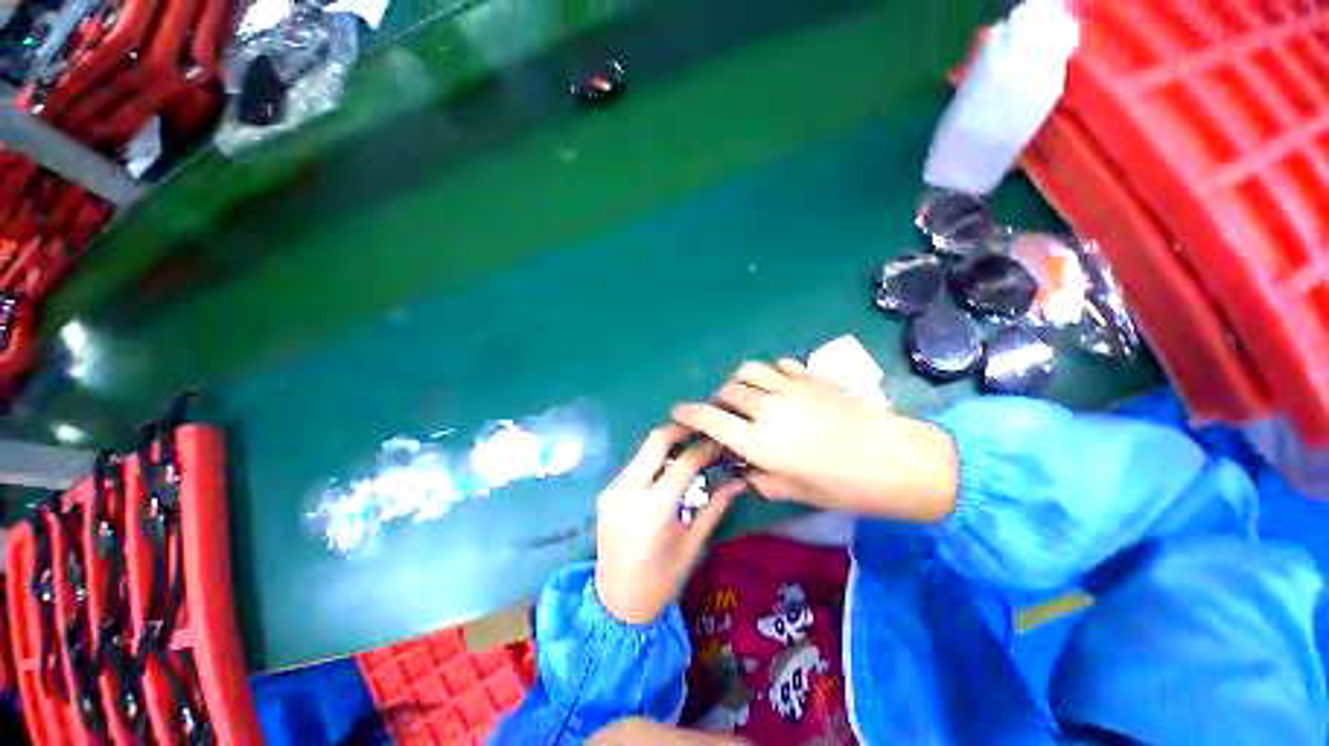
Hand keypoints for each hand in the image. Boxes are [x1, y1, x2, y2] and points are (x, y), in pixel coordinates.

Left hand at [595, 425, 743, 624]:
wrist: (615, 605)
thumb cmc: (661, 582)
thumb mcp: (693, 545)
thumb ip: (715, 508)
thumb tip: (740, 481)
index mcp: (653, 510)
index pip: (684, 462)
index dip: (705, 448)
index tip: (720, 442)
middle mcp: (628, 492)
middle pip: (655, 441)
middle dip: (681, 429)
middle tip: (701, 431)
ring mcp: (612, 490)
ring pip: (643, 450)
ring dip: (666, 444)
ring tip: (688, 448)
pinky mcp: (605, 493)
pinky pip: (633, 466)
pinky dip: (652, 461)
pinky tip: (666, 470)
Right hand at [672, 359, 958, 521]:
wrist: (896, 460)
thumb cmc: (843, 486)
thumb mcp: (794, 492)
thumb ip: (760, 479)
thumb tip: (743, 470)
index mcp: (759, 442)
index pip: (711, 420)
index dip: (690, 414)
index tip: (678, 411)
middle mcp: (767, 409)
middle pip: (727, 392)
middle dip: (718, 400)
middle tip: (724, 413)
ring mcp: (790, 388)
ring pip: (749, 371)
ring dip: (739, 382)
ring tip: (747, 396)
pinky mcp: (811, 377)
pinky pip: (779, 365)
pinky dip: (769, 373)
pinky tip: (776, 386)